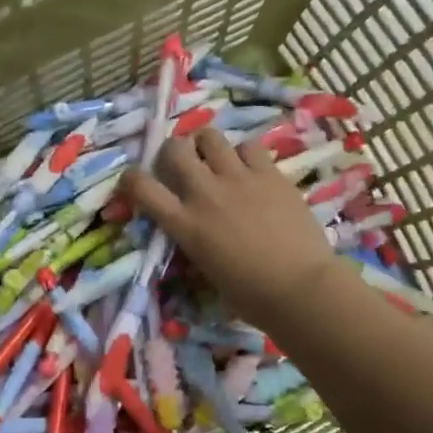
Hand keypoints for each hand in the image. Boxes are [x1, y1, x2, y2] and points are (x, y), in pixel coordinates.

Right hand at [124, 127, 339, 329]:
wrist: (301, 288)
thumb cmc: (251, 296)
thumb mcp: (206, 271)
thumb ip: (194, 241)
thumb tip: (193, 231)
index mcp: (185, 224)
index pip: (142, 187)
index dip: (131, 179)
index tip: (135, 181)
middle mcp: (205, 194)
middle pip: (174, 149)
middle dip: (173, 151)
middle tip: (182, 163)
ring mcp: (239, 179)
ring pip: (210, 136)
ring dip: (206, 144)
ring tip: (215, 157)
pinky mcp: (270, 174)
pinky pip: (249, 146)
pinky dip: (244, 153)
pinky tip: (251, 167)